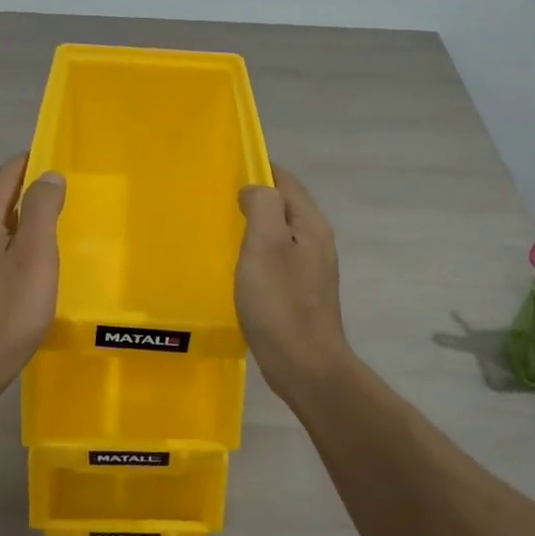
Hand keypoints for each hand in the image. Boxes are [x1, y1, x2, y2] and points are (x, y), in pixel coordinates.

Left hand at [0, 155, 65, 403]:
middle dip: (26, 193)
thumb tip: (48, 175)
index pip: (2, 180)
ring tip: (51, 228)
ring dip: (22, 224)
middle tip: (59, 191)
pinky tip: (33, 271)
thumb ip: (41, 211)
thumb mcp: (34, 255)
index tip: (49, 154)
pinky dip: (18, 252)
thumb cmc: (7, 310)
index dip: (25, 163)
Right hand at [235, 166, 353, 394]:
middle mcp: (316, 242)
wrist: (305, 366)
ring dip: (255, 227)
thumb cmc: (280, 303)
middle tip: (217, 199)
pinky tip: (238, 267)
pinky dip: (257, 254)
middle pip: (285, 206)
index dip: (259, 169)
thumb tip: (254, 189)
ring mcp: (312, 270)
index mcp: (311, 226)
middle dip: (255, 198)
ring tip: (223, 229)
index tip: (226, 169)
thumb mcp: (265, 245)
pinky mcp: (301, 294)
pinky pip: (277, 260)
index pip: (286, 181)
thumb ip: (263, 206)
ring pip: (280, 235)